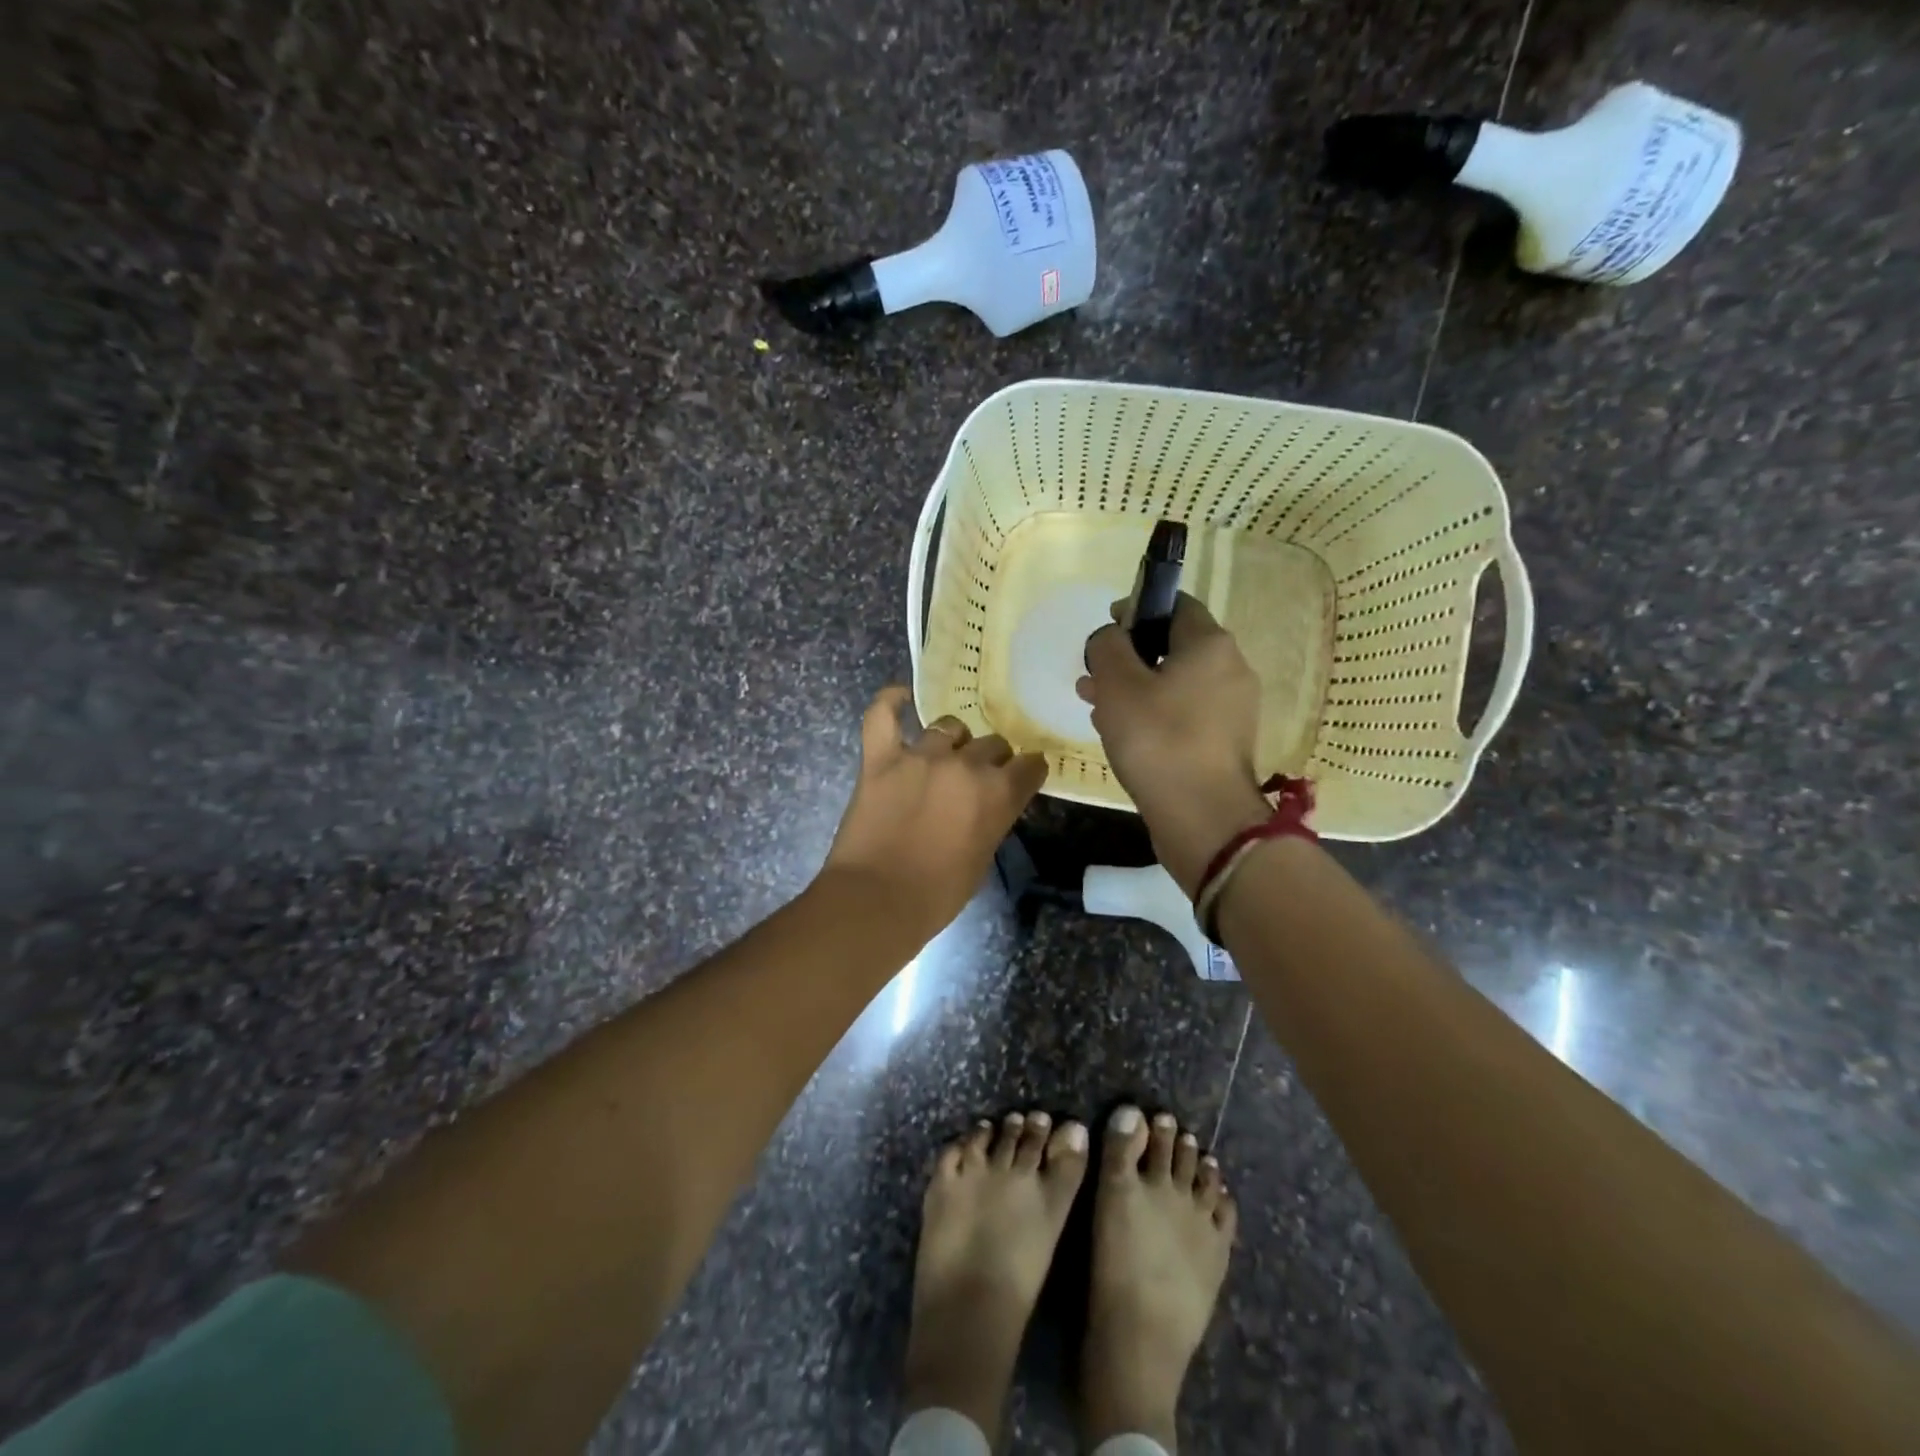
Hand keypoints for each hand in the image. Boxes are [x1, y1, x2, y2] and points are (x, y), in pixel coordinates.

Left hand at [821, 686, 1048, 934]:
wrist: (877, 901)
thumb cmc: (937, 894)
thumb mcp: (982, 858)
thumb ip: (991, 819)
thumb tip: (986, 804)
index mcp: (999, 793)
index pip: (1030, 765)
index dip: (1028, 771)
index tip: (1023, 776)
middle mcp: (965, 765)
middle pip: (992, 744)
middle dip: (991, 760)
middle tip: (976, 780)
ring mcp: (921, 756)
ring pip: (949, 726)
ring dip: (953, 740)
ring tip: (944, 755)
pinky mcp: (881, 758)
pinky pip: (882, 714)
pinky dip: (890, 701)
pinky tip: (900, 697)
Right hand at [1078, 595, 1272, 896]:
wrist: (1204, 818)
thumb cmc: (1159, 740)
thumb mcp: (1118, 685)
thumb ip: (1107, 647)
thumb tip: (1110, 636)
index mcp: (1211, 645)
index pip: (1175, 605)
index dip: (1136, 611)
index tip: (1106, 634)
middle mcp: (1231, 670)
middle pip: (1173, 648)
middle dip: (1129, 658)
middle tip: (1093, 678)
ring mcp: (1233, 710)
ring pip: (1176, 685)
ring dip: (1136, 690)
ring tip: (1097, 709)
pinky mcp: (1225, 743)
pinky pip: (1185, 715)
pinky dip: (1155, 716)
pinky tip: (1125, 736)